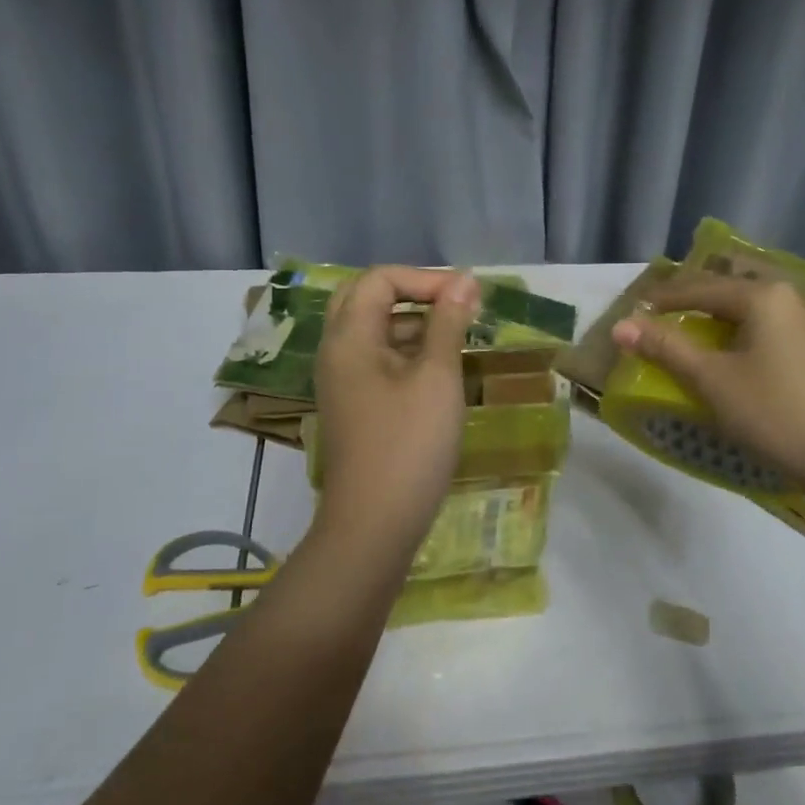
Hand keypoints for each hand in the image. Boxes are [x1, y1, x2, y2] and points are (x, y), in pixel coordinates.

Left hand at [313, 266, 481, 546]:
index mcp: (348, 338)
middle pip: (367, 299)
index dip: (425, 278)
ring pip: (374, 332)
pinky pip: (377, 361)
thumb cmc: (409, 444)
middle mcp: (336, 352)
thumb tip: (464, 281)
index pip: (380, 279)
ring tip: (459, 336)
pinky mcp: (354, 407)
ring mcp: (342, 382)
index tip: (468, 296)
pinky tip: (441, 370)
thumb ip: (448, 323)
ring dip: (413, 323)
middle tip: (456, 306)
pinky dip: (407, 353)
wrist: (374, 525)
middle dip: (414, 294)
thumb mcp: (437, 377)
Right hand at [609, 272, 804, 504]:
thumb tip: (621, 326)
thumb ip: (666, 348)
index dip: (668, 297)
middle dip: (709, 302)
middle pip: (744, 293)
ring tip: (728, 335)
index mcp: (768, 298)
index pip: (705, 289)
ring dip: (747, 318)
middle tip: (683, 315)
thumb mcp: (713, 382)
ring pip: (778, 312)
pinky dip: (778, 337)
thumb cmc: (777, 415)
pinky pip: (804, 333)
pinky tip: (778, 359)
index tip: (641, 306)